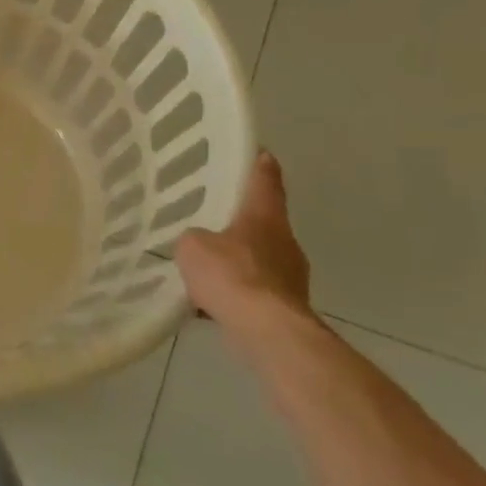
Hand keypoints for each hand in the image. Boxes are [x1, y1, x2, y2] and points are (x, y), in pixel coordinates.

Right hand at [175, 150, 312, 329]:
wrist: (268, 333)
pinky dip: (240, 292)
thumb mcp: (193, 246)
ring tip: (209, 267)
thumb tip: (199, 245)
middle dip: (243, 220)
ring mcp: (291, 277)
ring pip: (261, 259)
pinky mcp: (288, 307)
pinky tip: (214, 302)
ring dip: (240, 261)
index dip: (260, 165)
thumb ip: (193, 239)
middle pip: (264, 222)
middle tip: (215, 217)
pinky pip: (257, 291)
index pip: (265, 180)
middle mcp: (285, 241)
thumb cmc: (232, 275)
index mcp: (265, 216)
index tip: (260, 152)